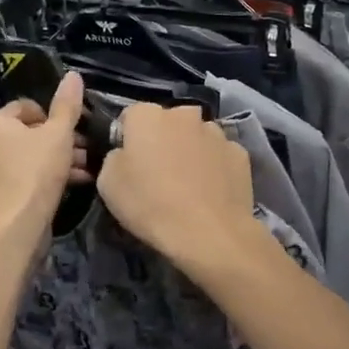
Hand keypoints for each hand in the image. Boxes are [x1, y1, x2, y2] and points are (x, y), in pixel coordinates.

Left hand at [0, 73, 87, 233]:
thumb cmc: (36, 170)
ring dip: (61, 158)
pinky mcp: (3, 193)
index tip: (74, 126)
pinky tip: (76, 182)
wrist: (18, 224)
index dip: (54, 114)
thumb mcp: (59, 134)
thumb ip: (67, 105)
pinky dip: (50, 175)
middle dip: (62, 139)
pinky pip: (29, 175)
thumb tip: (73, 75)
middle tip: (87, 148)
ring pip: (33, 155)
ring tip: (88, 166)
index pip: (27, 106)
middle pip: (31, 132)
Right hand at [96, 104, 256, 271]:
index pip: (131, 116)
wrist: (209, 233)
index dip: (127, 138)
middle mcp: (184, 114)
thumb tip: (125, 154)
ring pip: (197, 136)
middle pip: (168, 122)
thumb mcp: (108, 184)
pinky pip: (220, 154)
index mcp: (147, 116)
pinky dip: (215, 166)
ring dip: (190, 150)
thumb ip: (114, 158)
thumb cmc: (150, 205)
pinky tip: (211, 192)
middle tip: (158, 172)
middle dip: (162, 139)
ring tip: (188, 184)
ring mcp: (216, 132)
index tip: (129, 163)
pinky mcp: (240, 153)